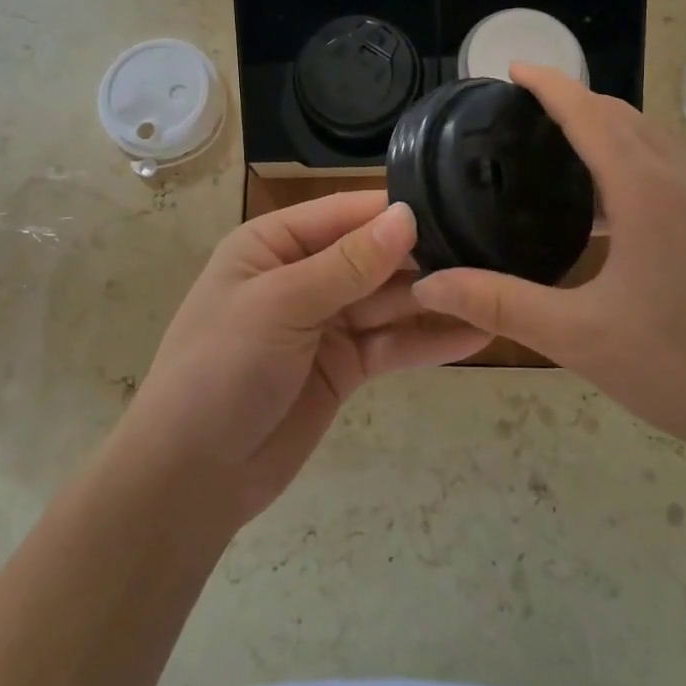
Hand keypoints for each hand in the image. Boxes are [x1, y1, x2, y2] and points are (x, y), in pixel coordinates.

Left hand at [115, 192, 489, 523]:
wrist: (191, 478)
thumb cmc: (220, 371)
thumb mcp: (280, 306)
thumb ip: (347, 264)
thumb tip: (406, 215)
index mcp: (274, 244)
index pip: (344, 213)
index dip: (395, 211)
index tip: (455, 206)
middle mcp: (303, 275)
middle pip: (373, 256)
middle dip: (423, 256)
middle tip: (489, 250)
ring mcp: (326, 323)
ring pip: (389, 301)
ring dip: (434, 298)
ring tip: (495, 290)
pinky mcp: (344, 367)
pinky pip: (391, 345)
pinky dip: (427, 341)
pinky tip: (475, 335)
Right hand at [412, 65, 685, 473]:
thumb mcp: (580, 337)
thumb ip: (500, 303)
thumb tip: (429, 283)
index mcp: (644, 189)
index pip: (587, 113)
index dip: (548, 84)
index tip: (512, 68)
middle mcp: (682, 178)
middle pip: (622, 115)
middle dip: (574, 99)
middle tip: (525, 110)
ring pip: (652, 139)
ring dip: (607, 127)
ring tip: (560, 149)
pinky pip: (671, 167)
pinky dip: (632, 158)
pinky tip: (612, 207)